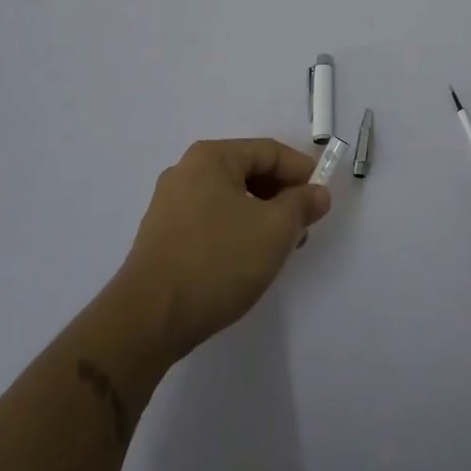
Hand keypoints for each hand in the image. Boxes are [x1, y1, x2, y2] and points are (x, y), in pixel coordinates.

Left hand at [114, 139, 331, 359]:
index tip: (323, 200)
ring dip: (261, 216)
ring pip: (231, 198)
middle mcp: (187, 171)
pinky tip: (247, 260)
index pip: (269, 151)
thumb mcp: (275, 230)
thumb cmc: (217, 261)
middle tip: (304, 226)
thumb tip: (318, 193)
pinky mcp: (163, 236)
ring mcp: (170, 204)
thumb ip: (302, 205)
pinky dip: (237, 231)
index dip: (303, 171)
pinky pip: (212, 220)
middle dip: (282, 196)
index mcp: (211, 157)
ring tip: (279, 248)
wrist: (148, 319)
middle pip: (249, 172)